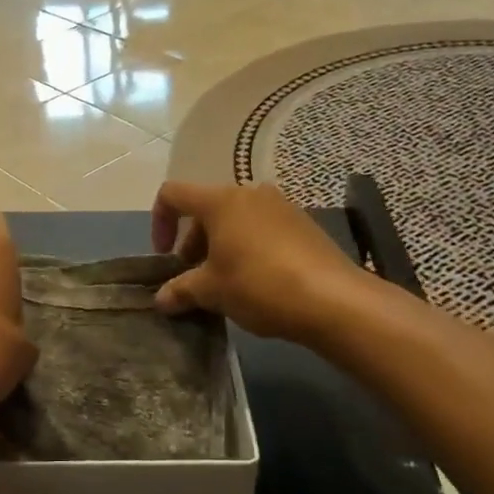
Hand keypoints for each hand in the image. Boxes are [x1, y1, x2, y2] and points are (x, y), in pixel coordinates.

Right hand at [151, 182, 361, 343]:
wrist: (334, 300)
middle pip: (206, 210)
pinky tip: (256, 283)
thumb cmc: (259, 285)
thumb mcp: (212, 291)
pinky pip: (262, 229)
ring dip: (220, 248)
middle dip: (192, 244)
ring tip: (225, 284)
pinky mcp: (303, 224)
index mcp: (220, 201)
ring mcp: (280, 207)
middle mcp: (250, 194)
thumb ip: (181, 290)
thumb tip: (161, 300)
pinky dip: (248, 249)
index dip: (159, 222)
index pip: (173, 194)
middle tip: (195, 279)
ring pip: (235, 221)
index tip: (164, 257)